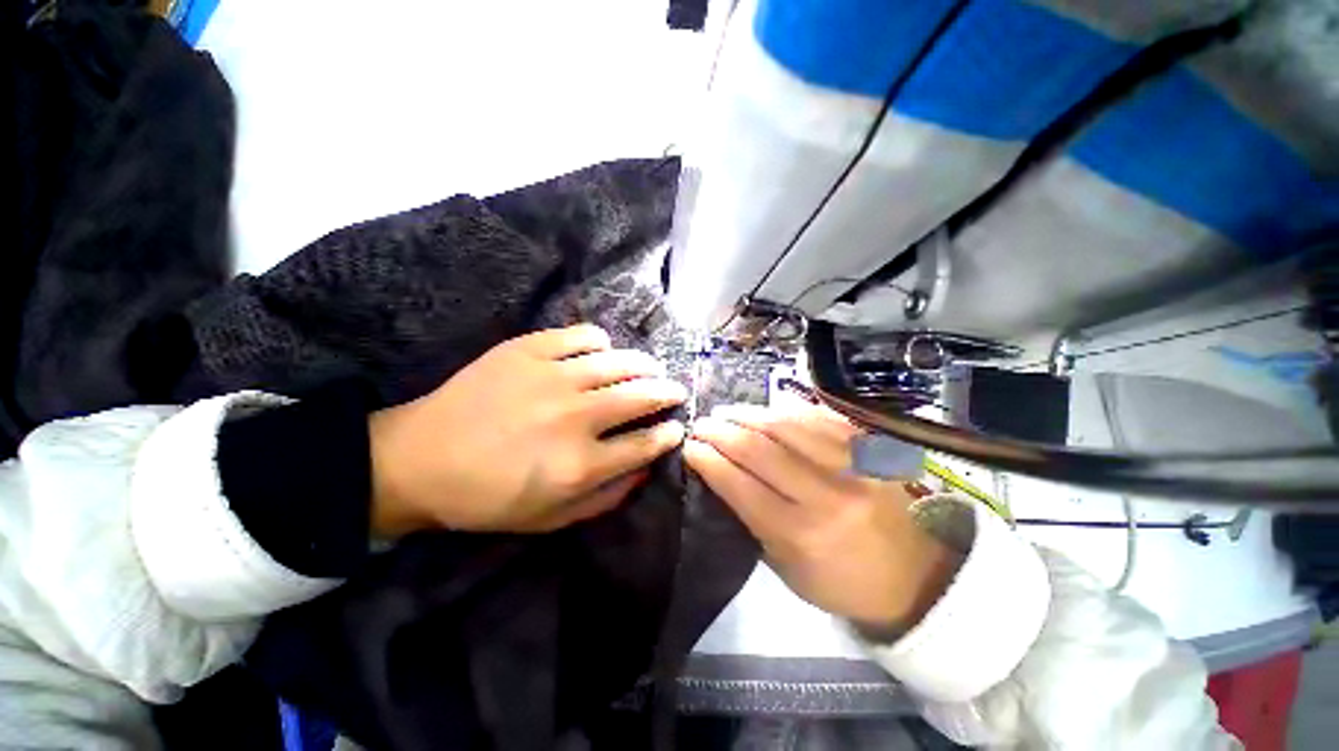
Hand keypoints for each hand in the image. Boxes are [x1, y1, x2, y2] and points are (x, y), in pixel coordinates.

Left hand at [368, 324, 686, 535]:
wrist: (420, 460)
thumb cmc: (487, 498)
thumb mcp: (551, 519)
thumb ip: (606, 497)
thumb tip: (643, 468)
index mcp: (580, 465)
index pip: (645, 443)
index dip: (668, 434)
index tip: (677, 427)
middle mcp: (575, 417)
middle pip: (641, 396)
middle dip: (667, 393)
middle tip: (675, 391)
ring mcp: (552, 377)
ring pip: (619, 362)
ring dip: (644, 365)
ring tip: (651, 368)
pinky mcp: (528, 350)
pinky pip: (582, 336)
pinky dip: (600, 341)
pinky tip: (602, 351)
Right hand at [683, 403, 961, 632]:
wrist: (913, 575)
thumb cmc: (838, 580)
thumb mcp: (784, 566)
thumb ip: (750, 517)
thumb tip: (718, 472)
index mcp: (800, 535)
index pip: (740, 485)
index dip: (708, 460)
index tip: (688, 446)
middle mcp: (826, 495)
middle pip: (759, 448)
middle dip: (720, 431)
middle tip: (702, 424)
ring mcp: (852, 465)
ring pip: (786, 424)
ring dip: (748, 414)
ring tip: (727, 412)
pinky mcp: (869, 448)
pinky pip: (818, 417)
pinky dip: (785, 409)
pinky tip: (766, 408)